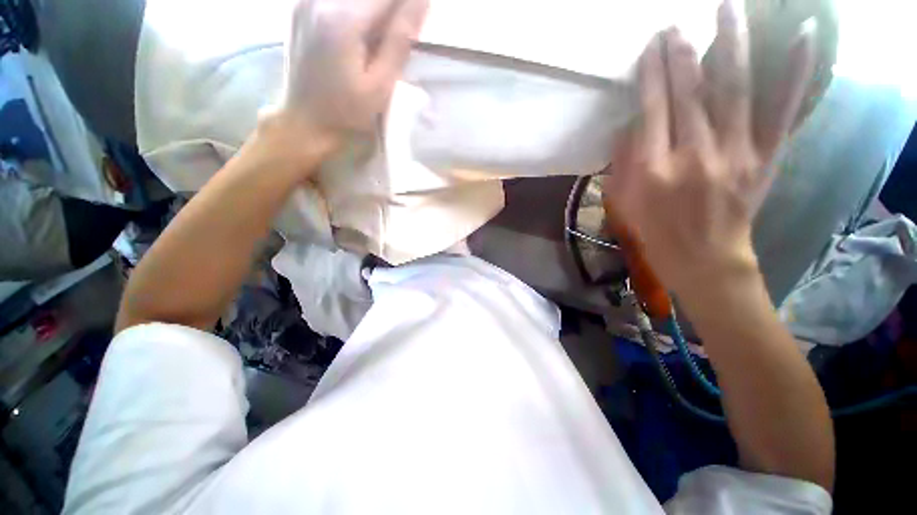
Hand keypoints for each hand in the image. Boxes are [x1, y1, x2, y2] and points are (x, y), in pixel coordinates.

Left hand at [266, 0, 427, 166]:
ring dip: (375, 12)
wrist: (305, 121)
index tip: (413, 26)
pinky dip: (358, 11)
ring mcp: (306, 0)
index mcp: (343, 19)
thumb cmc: (347, 112)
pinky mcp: (300, 6)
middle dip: (390, 9)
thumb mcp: (380, 86)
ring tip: (376, 45)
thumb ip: (400, 40)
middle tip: (394, 40)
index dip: (406, 5)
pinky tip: (361, 36)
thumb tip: (422, 0)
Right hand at [604, 1, 815, 293]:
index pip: (652, 109)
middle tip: (674, 24)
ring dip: (730, 44)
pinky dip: (795, 72)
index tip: (651, 46)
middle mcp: (693, 155)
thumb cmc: (654, 231)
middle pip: (688, 94)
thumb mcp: (622, 202)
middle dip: (680, 54)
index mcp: (652, 169)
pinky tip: (801, 35)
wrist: (703, 259)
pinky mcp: (765, 158)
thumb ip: (623, 162)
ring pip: (733, 90)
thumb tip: (633, 124)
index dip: (651, 74)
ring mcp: (735, 154)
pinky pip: (781, 110)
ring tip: (727, 7)